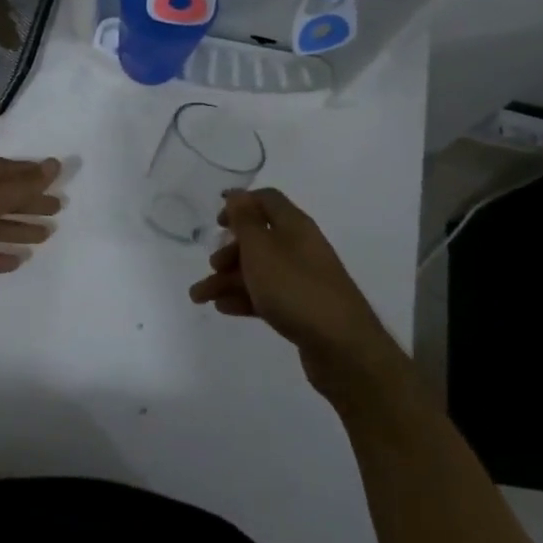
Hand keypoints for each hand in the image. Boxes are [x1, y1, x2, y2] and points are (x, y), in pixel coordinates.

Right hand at [188, 188, 409, 405]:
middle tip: (212, 265)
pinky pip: (268, 295)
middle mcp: (300, 248)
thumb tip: (237, 193)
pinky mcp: (303, 308)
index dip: (241, 205)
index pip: (267, 200)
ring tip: (200, 297)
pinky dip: (245, 298)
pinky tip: (224, 309)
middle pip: (260, 238)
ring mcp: (303, 279)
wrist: (343, 348)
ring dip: (228, 279)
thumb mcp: (262, 250)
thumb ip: (245, 220)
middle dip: (230, 250)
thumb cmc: (295, 289)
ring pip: (260, 270)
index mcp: (294, 226)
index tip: (217, 221)